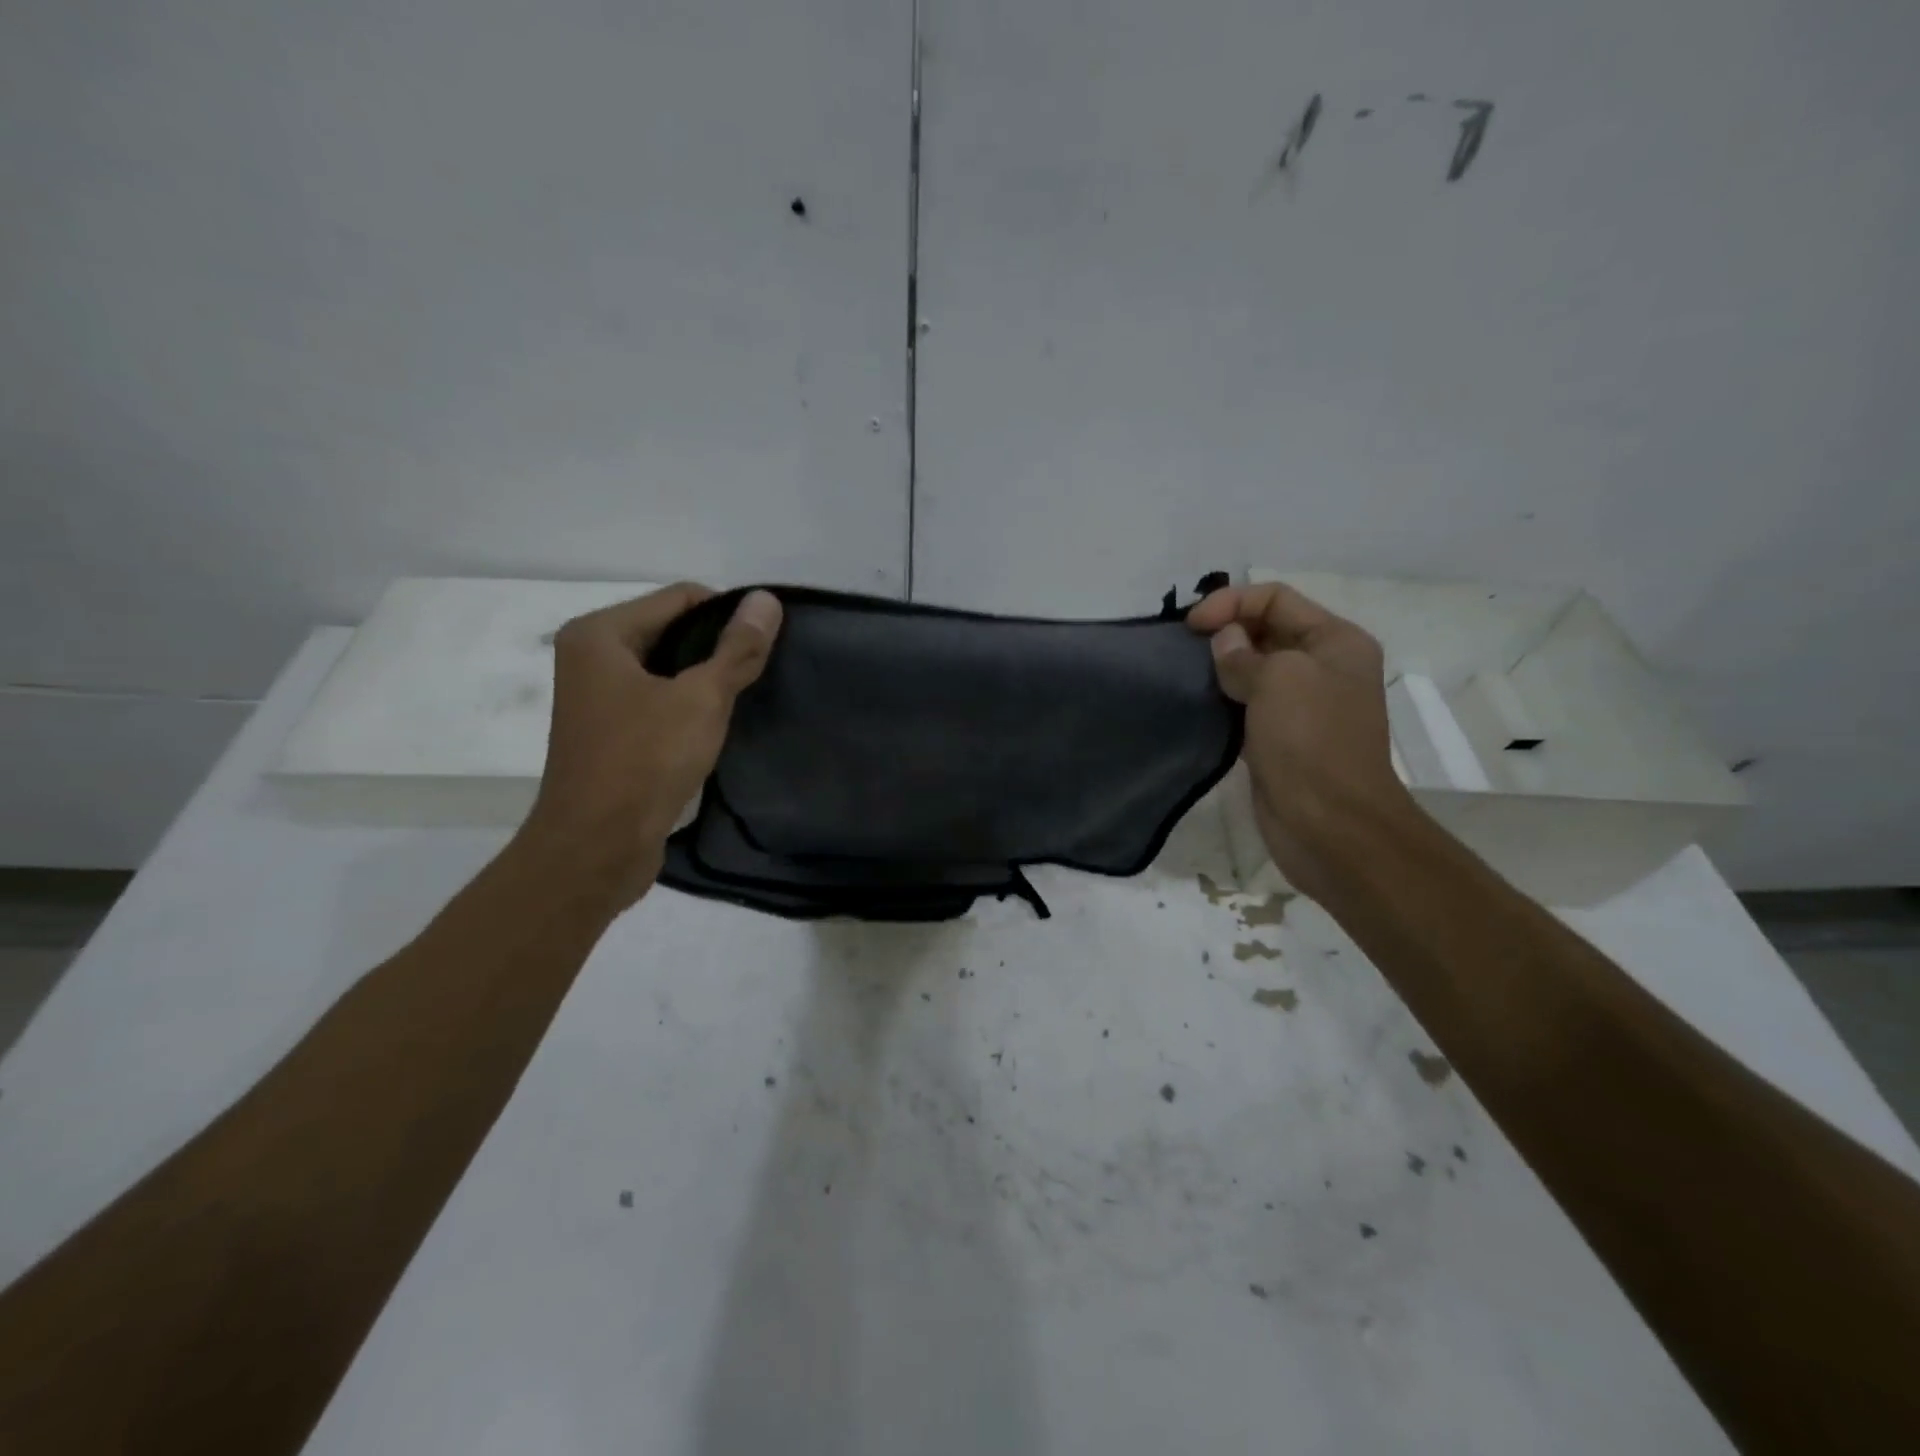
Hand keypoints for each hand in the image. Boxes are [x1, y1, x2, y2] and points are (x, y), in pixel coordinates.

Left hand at [518, 584, 782, 910]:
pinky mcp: (609, 733)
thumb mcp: (701, 699)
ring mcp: (596, 698)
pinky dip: (687, 707)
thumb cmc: (645, 761)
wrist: (596, 846)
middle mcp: (591, 657)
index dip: (729, 614)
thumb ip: (737, 648)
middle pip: (671, 631)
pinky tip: (717, 727)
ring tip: (745, 698)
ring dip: (704, 681)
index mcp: (600, 634)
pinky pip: (657, 702)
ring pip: (666, 670)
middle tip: (761, 671)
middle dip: (717, 648)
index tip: (766, 643)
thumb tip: (767, 599)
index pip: (680, 598)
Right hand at [1187, 582, 1414, 900]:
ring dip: (1220, 667)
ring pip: (1253, 668)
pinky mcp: (1280, 738)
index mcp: (1335, 641)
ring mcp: (1302, 705)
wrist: (1329, 824)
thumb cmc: (1310, 741)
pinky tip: (1198, 703)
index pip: (1276, 598)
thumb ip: (1242, 653)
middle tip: (1184, 649)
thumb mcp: (1278, 679)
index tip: (1191, 627)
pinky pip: (1247, 704)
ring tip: (1185, 673)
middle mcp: (1323, 667)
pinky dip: (1222, 699)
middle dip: (1224, 631)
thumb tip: (1224, 642)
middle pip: (1265, 629)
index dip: (1231, 602)